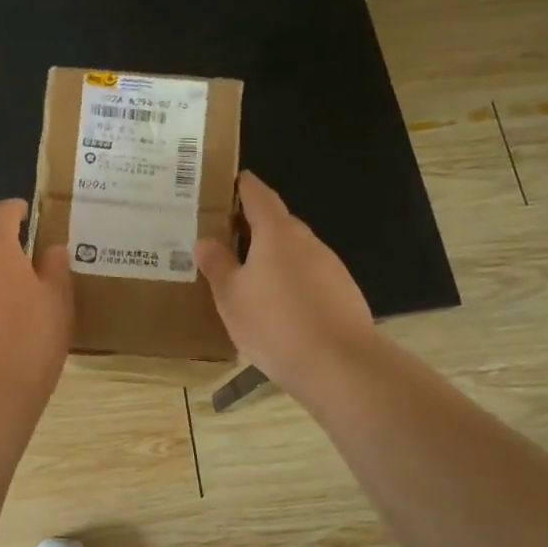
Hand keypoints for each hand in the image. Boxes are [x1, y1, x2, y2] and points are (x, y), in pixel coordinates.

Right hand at [194, 172, 377, 402]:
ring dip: (273, 258)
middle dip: (254, 227)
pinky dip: (291, 282)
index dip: (244, 186)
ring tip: (248, 278)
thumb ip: (217, 265)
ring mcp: (330, 267)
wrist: (339, 364)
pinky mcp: (343, 293)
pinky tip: (278, 308)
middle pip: (278, 223)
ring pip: (295, 252)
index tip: (231, 182)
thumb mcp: (231, 296)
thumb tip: (204, 241)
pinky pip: (309, 277)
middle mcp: (307, 241)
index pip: (258, 195)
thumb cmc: (274, 323)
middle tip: (226, 238)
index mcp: (277, 232)